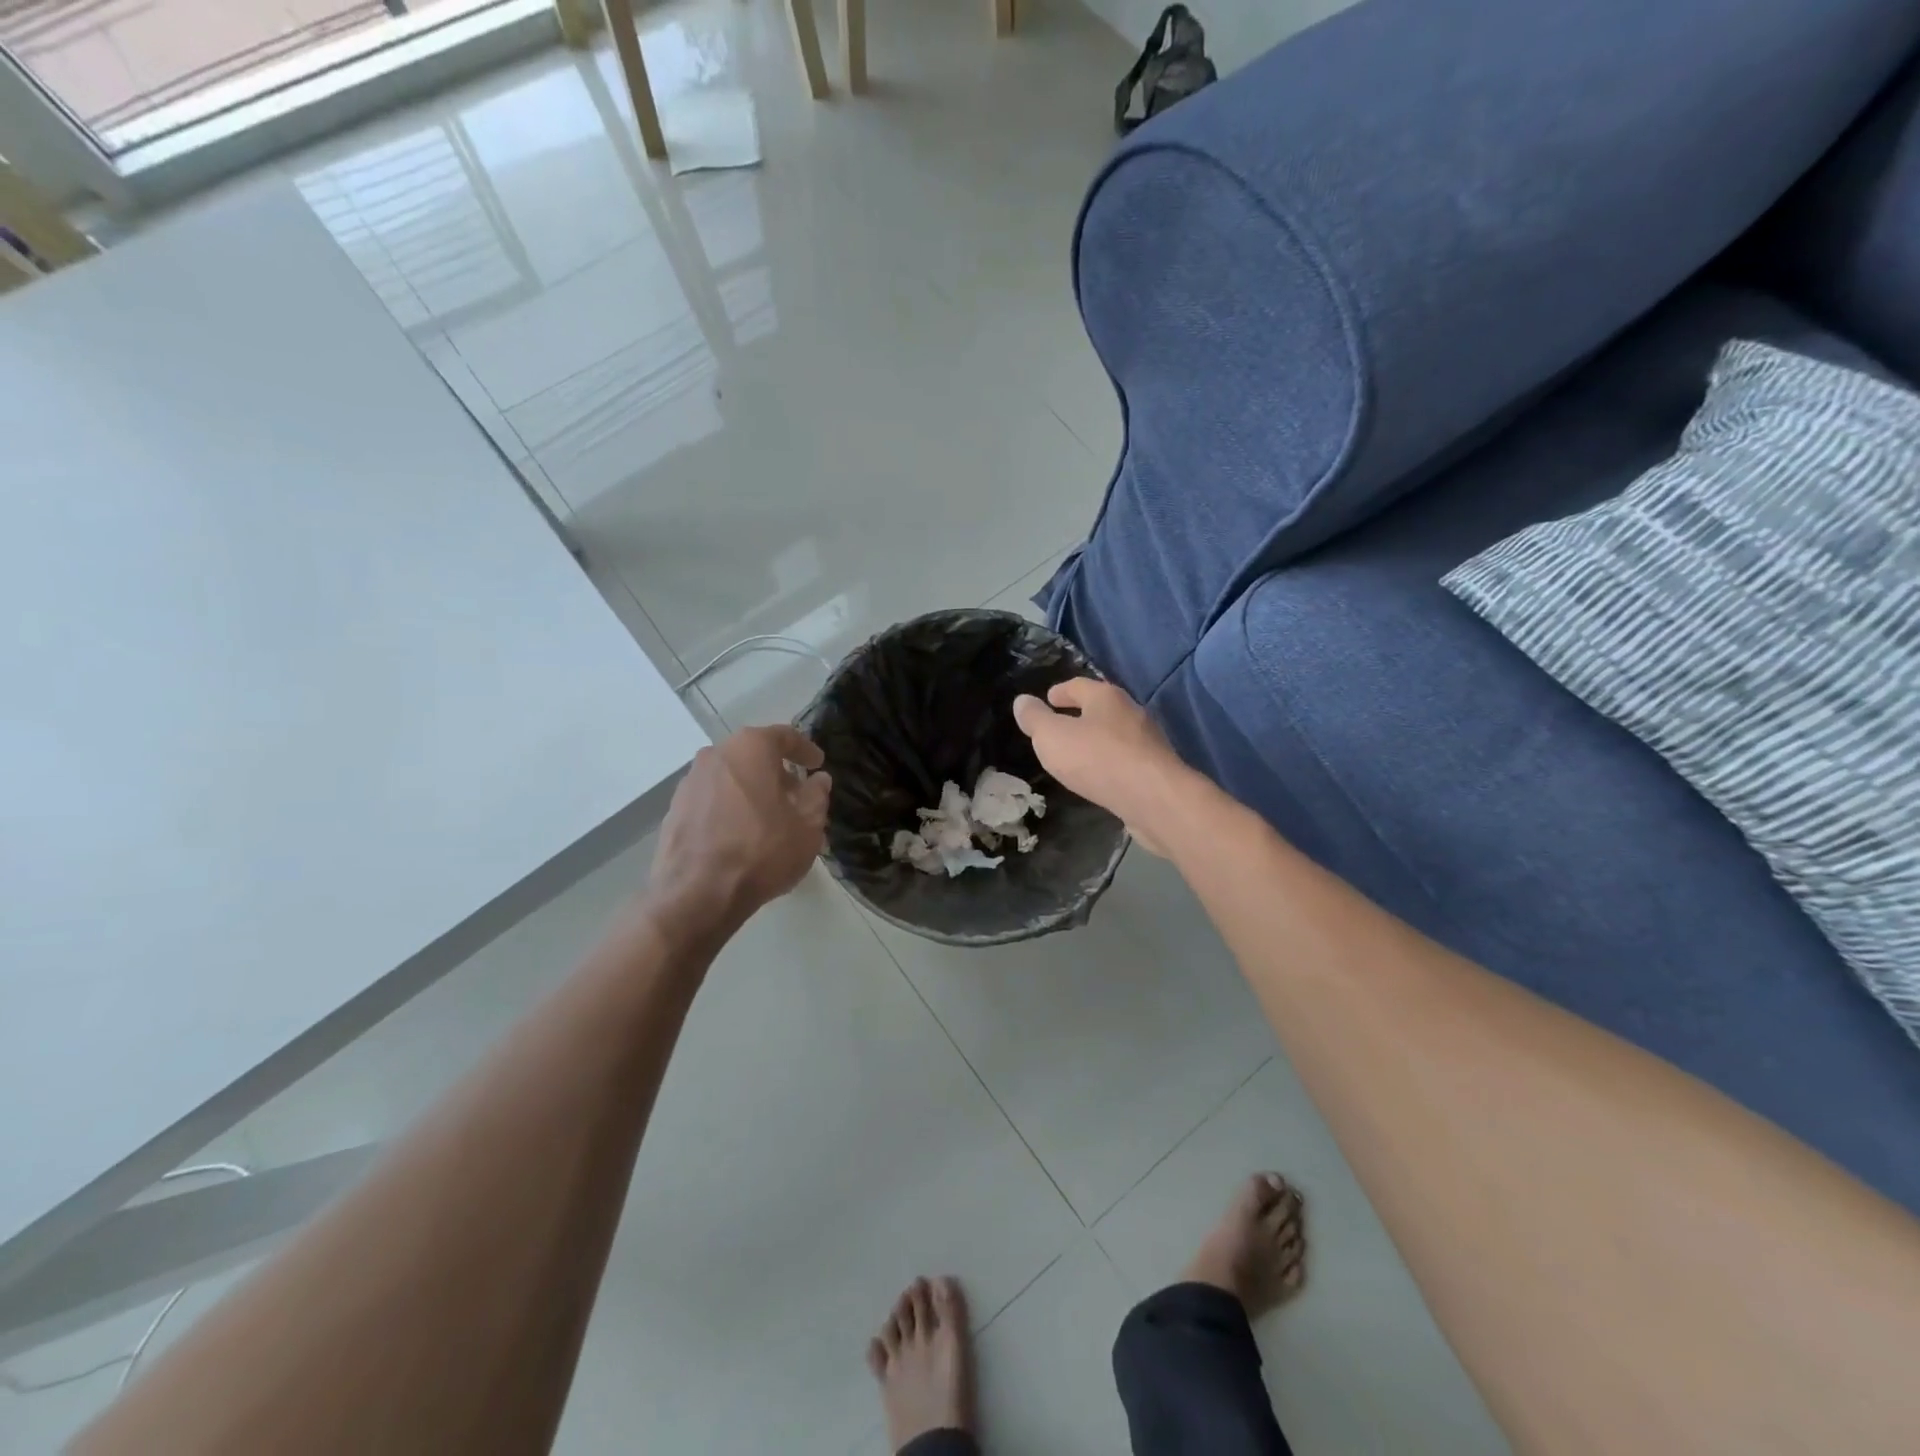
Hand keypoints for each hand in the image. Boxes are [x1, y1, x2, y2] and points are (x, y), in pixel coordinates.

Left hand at [647, 725, 831, 939]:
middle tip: (796, 796)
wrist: (697, 894)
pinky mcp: (674, 809)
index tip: (817, 765)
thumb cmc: (762, 851)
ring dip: (752, 790)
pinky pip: (712, 799)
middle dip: (777, 773)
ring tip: (769, 819)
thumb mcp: (807, 826)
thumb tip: (818, 781)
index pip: (784, 737)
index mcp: (750, 748)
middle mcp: (716, 754)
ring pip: (731, 777)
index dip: (805, 750)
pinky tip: (741, 834)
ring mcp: (690, 781)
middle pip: (754, 755)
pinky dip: (730, 808)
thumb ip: (817, 796)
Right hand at [1013, 679, 1184, 853]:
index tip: (1048, 698)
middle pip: (1100, 707)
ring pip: (1114, 734)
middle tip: (1059, 726)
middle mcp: (1130, 712)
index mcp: (1105, 697)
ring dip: (1095, 740)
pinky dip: (1109, 762)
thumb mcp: (1052, 737)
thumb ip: (1034, 719)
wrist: (1154, 799)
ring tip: (1076, 754)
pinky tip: (1099, 776)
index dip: (1060, 691)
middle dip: (1080, 714)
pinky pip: (1125, 759)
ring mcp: (1147, 741)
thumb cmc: (1097, 759)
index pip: (1078, 685)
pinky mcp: (1155, 769)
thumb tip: (1022, 701)